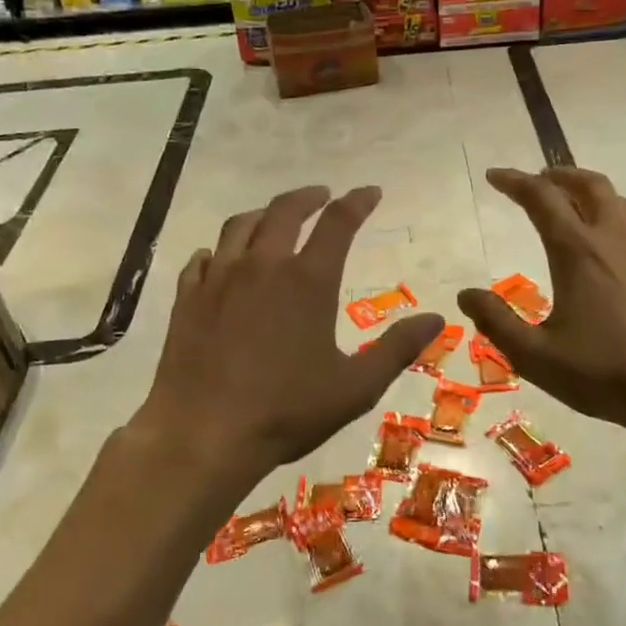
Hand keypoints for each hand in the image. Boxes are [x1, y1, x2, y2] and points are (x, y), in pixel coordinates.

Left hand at [137, 185, 443, 489]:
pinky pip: (203, 259)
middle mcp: (262, 266)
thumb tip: (437, 318)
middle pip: (284, 211)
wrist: (204, 434)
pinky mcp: (188, 299)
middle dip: (308, 197)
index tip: (370, 192)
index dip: (357, 202)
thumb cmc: (286, 411)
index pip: (338, 223)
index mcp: (308, 281)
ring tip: (274, 218)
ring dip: (263, 215)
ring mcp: (219, 279)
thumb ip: (397, 348)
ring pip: (240, 226)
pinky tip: (221, 260)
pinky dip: (219, 251)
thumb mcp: (355, 387)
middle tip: (322, 196)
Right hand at [457, 167, 625, 434]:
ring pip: (619, 200)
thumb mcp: (536, 356)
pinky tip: (611, 242)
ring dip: (590, 190)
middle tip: (537, 181)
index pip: (542, 199)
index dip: (515, 181)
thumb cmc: (604, 373)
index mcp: (578, 252)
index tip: (494, 176)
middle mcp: (614, 238)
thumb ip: (496, 322)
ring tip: (573, 202)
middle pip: (588, 185)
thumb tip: (465, 295)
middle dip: (557, 175)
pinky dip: (615, 214)